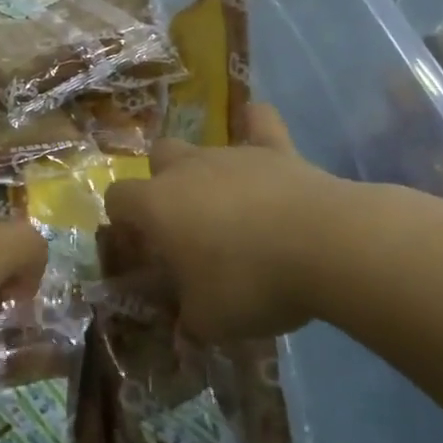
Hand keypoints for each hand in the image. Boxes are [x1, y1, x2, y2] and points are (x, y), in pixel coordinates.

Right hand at [102, 104, 363, 342]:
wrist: (325, 246)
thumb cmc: (250, 283)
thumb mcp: (207, 320)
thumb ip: (186, 316)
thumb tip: (185, 319)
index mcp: (157, 205)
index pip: (117, 198)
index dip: (123, 221)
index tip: (142, 249)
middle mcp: (186, 169)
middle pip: (158, 157)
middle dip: (163, 183)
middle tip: (185, 224)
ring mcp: (232, 153)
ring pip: (204, 147)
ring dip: (207, 172)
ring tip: (230, 207)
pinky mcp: (276, 149)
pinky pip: (260, 122)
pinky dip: (255, 125)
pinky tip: (256, 127)